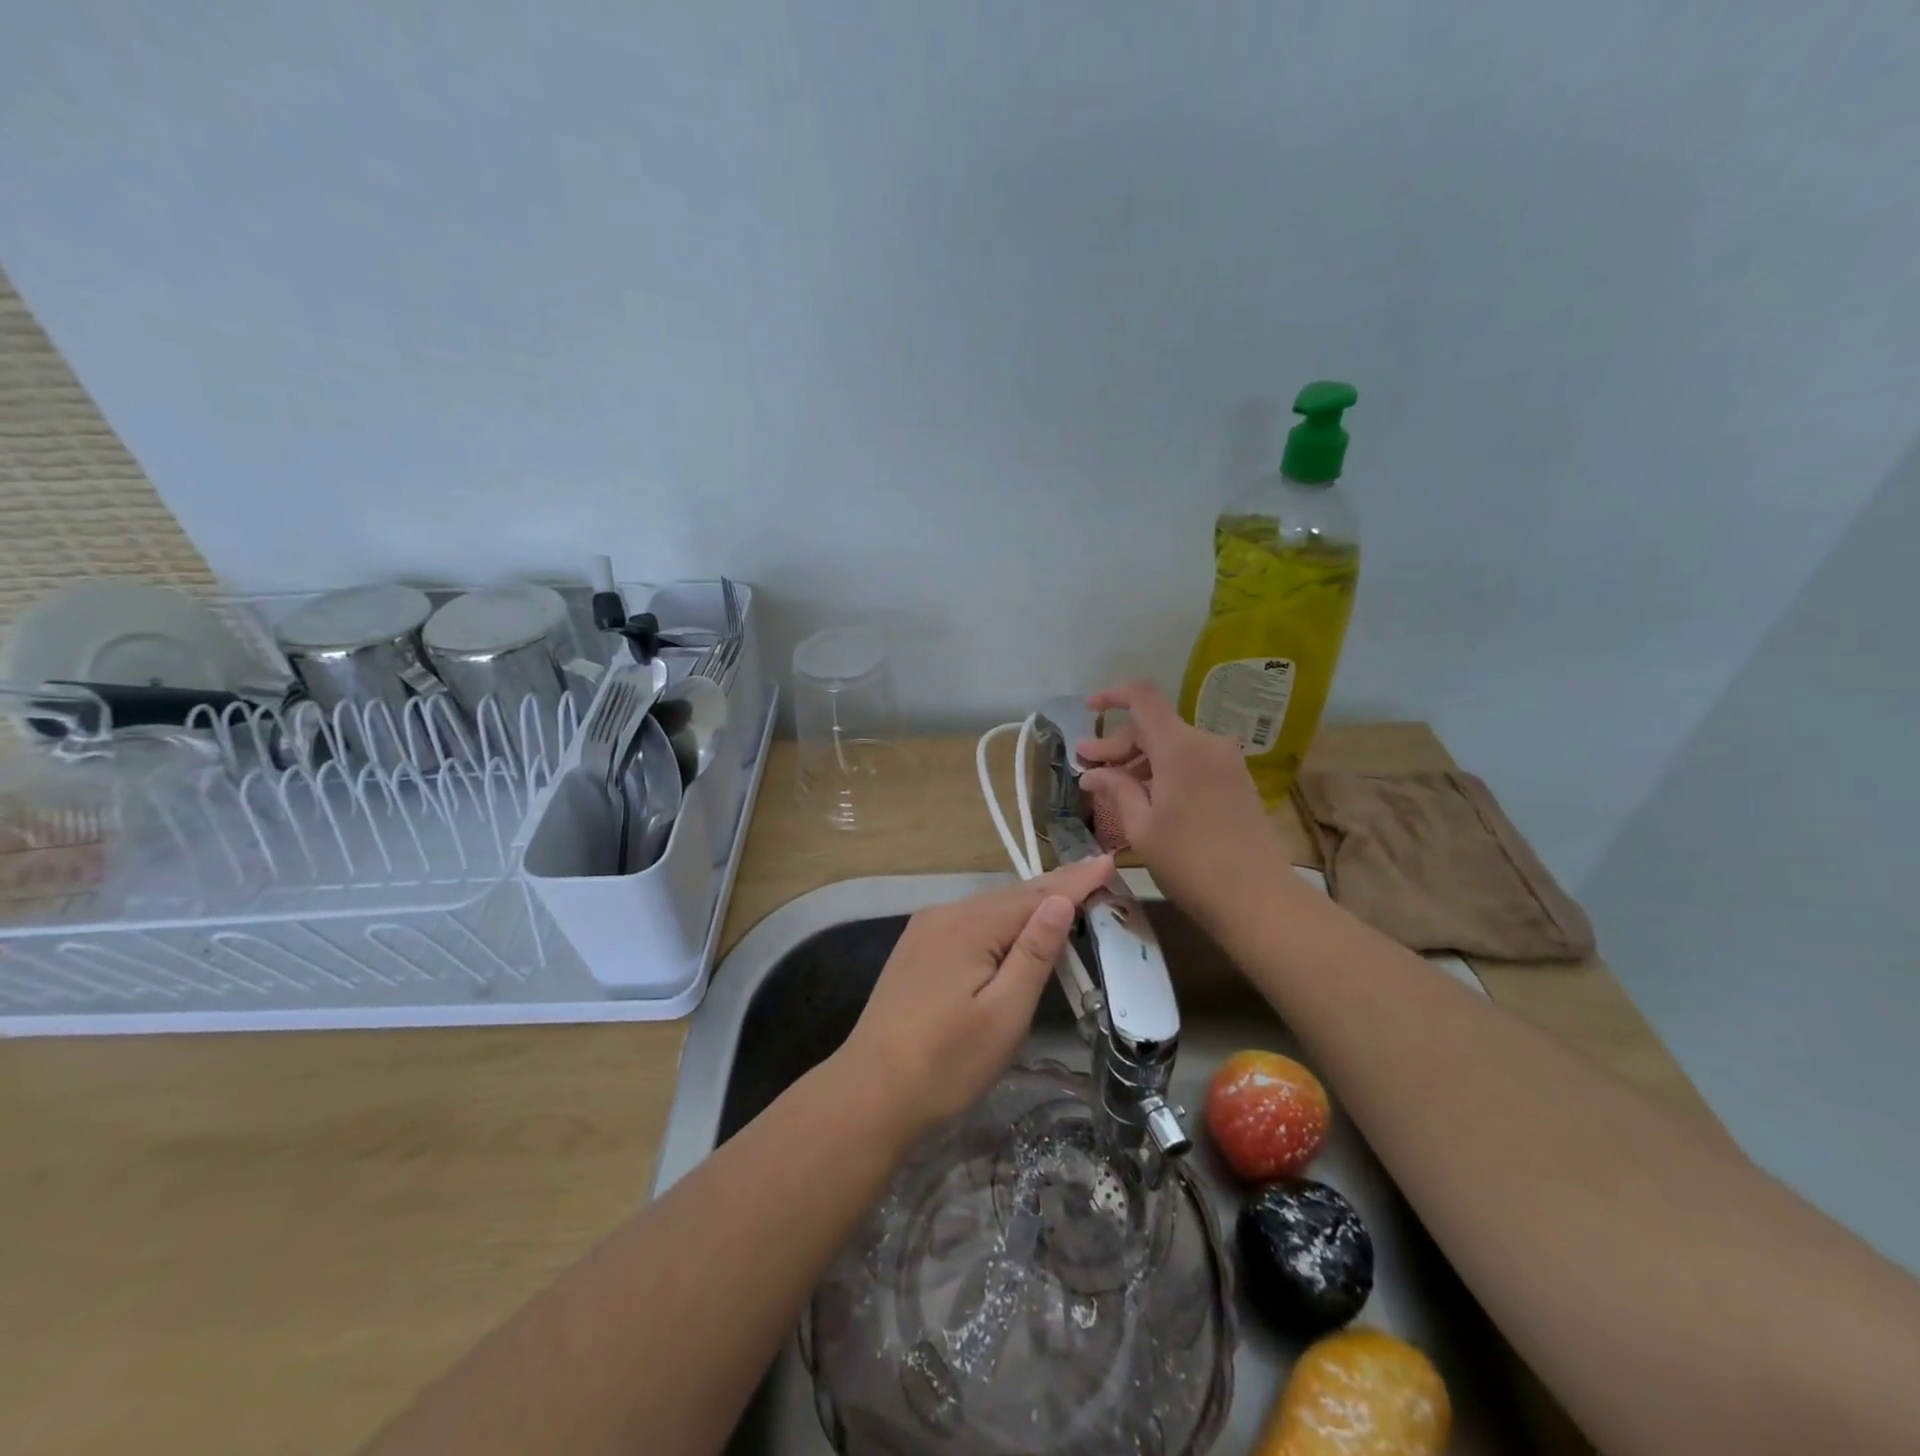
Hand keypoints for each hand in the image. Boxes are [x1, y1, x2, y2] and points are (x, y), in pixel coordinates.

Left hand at [835, 857, 1115, 1137]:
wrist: (869, 1094)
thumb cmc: (946, 1063)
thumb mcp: (1004, 1013)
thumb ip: (1033, 953)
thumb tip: (1061, 900)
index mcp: (970, 926)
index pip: (1036, 896)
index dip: (1075, 881)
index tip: (1108, 861)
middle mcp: (945, 915)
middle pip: (1011, 895)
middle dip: (1055, 885)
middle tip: (1095, 869)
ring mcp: (925, 930)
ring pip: (989, 908)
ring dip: (1028, 901)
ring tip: (1066, 890)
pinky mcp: (916, 950)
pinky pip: (970, 922)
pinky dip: (1001, 919)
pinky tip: (1014, 923)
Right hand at [1076, 679, 1285, 919]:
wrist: (1258, 898)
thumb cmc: (1189, 863)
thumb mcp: (1141, 827)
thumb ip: (1117, 789)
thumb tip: (1093, 772)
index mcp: (1179, 746)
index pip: (1142, 696)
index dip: (1112, 695)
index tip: (1088, 711)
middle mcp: (1206, 743)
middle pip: (1154, 725)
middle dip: (1118, 744)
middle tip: (1088, 769)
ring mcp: (1226, 761)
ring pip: (1172, 745)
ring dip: (1140, 760)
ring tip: (1112, 787)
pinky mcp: (1236, 780)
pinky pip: (1191, 761)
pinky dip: (1164, 770)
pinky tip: (1146, 796)